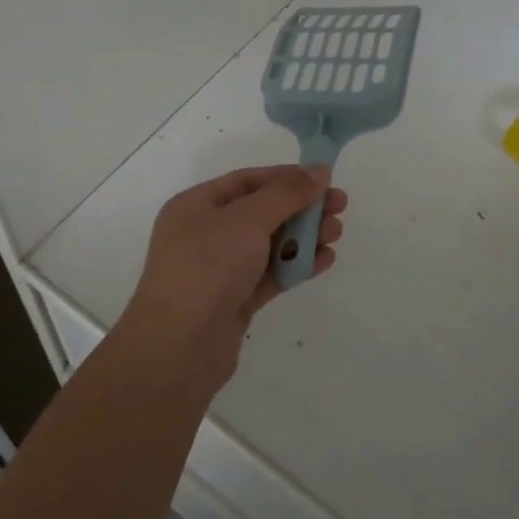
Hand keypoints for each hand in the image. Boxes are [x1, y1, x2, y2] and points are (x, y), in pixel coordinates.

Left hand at [119, 165, 348, 391]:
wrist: (178, 348)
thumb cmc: (207, 268)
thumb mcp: (248, 219)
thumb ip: (286, 193)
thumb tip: (318, 170)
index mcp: (196, 205)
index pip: (247, 181)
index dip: (287, 177)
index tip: (325, 180)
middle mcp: (205, 233)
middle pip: (261, 212)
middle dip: (301, 208)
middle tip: (340, 208)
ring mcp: (219, 270)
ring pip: (268, 244)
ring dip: (303, 236)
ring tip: (336, 233)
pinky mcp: (234, 301)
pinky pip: (270, 274)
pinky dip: (296, 265)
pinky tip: (325, 260)